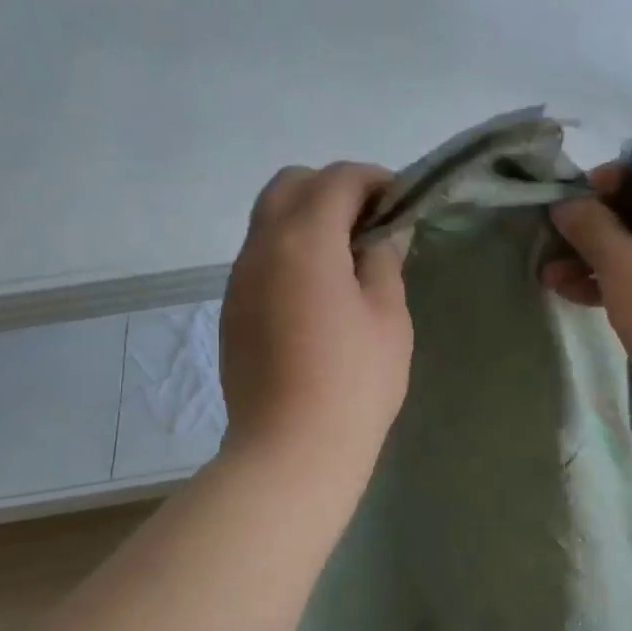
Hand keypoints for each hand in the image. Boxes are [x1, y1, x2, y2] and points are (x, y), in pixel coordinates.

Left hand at [221, 163, 412, 474]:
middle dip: (332, 189)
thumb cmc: (355, 382)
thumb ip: (385, 262)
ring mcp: (239, 280)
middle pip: (290, 185)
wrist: (291, 449)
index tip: (399, 201)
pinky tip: (317, 293)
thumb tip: (383, 234)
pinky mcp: (232, 310)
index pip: (336, 180)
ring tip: (346, 259)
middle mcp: (261, 248)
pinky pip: (259, 257)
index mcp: (305, 241)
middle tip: (369, 225)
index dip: (373, 180)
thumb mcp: (389, 318)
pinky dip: (289, 252)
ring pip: (268, 220)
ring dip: (307, 220)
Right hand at [542, 153, 631, 402]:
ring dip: (603, 261)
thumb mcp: (621, 264)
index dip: (609, 179)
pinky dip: (630, 282)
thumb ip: (589, 226)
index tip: (574, 205)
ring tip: (554, 281)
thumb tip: (567, 204)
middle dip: (595, 230)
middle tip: (555, 249)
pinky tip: (585, 299)